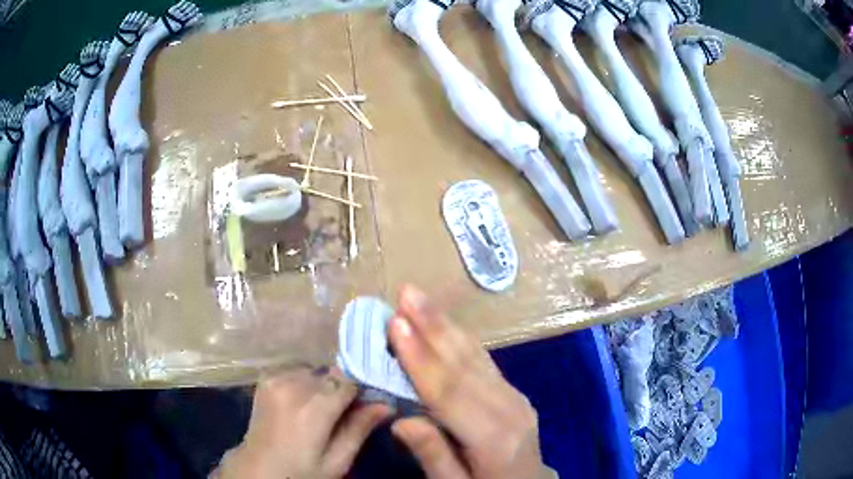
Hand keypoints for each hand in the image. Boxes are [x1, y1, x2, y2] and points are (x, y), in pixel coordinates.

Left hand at [212, 366, 391, 478]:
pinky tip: (304, 405)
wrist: (257, 470)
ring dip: (325, 387)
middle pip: (333, 374)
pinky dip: (306, 384)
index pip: (351, 380)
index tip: (371, 404)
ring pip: (316, 371)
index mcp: (312, 407)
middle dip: (344, 390)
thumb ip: (359, 429)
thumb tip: (387, 404)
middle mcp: (293, 384)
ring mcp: (275, 378)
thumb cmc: (300, 472)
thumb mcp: (336, 462)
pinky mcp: (266, 379)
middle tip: (346, 415)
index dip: (364, 391)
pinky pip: (297, 372)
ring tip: (323, 413)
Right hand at [388, 285, 551, 478]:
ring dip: (445, 324)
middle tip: (406, 292)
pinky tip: (445, 322)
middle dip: (433, 326)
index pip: (448, 393)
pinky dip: (461, 339)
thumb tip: (400, 420)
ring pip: (475, 356)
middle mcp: (509, 409)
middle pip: (464, 365)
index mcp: (493, 439)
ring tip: (420, 297)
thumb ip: (433, 455)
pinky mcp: (514, 392)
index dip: (420, 358)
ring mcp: (515, 397)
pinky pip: (484, 361)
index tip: (395, 324)